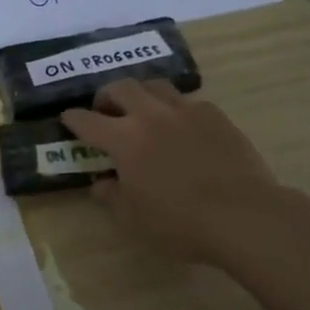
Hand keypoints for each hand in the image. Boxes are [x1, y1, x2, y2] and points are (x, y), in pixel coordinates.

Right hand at [60, 79, 280, 266]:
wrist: (242, 215)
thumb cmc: (179, 222)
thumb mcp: (133, 218)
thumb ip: (112, 196)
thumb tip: (102, 183)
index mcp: (124, 139)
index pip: (88, 121)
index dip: (73, 119)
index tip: (67, 119)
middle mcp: (151, 116)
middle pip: (121, 88)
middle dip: (106, 95)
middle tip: (105, 111)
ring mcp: (187, 111)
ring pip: (155, 86)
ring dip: (141, 94)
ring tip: (141, 111)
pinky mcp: (216, 116)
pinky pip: (188, 102)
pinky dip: (175, 109)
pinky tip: (181, 128)